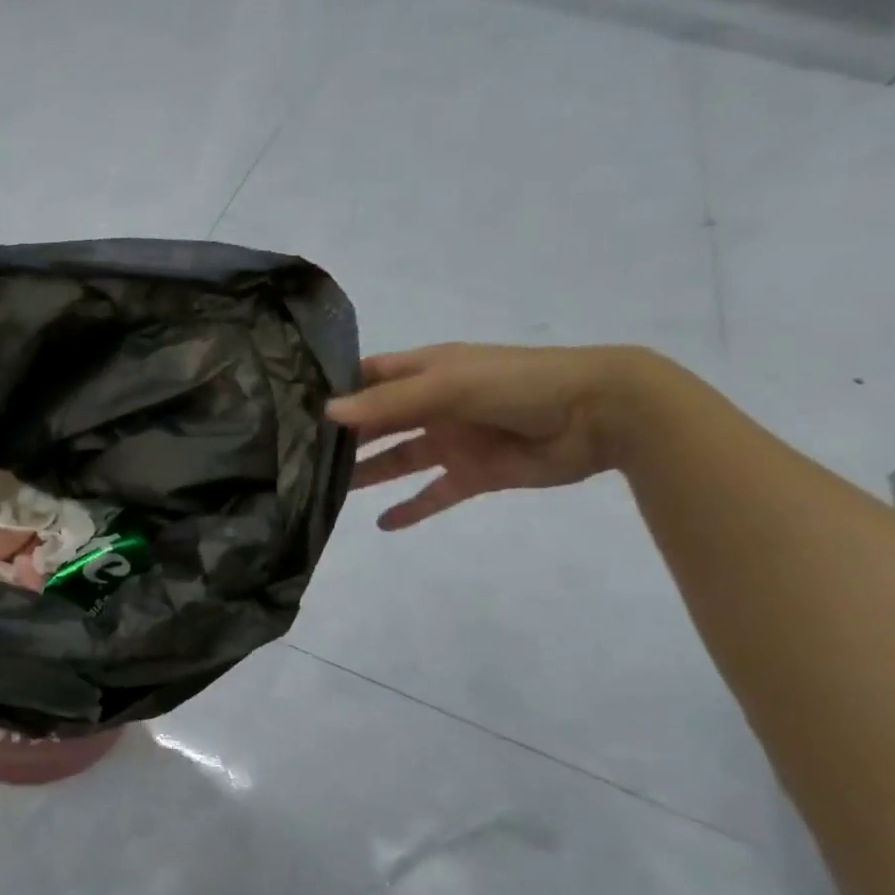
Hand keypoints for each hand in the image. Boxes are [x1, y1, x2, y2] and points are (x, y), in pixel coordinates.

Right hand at [325, 343, 658, 529]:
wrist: (602, 415)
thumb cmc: (520, 384)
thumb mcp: (449, 384)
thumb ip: (389, 402)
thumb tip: (327, 413)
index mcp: (427, 371)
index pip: (370, 377)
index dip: (337, 389)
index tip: (292, 406)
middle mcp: (433, 404)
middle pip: (378, 422)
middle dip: (343, 437)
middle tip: (297, 457)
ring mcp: (453, 440)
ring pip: (398, 459)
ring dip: (365, 474)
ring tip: (324, 492)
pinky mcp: (474, 474)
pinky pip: (433, 494)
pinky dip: (411, 509)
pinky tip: (381, 524)